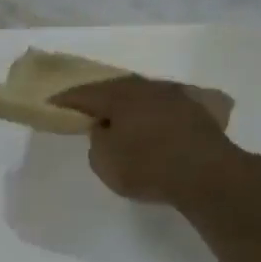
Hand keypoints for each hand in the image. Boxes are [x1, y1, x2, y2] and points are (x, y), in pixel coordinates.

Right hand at [51, 75, 238, 207]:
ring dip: (129, 102)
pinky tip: (152, 121)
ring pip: (143, 94)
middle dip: (100, 96)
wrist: (208, 174)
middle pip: (116, 88)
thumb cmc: (147, 167)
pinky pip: (165, 105)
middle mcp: (147, 88)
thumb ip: (98, 140)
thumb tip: (105, 127)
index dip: (66, 99)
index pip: (85, 94)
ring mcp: (176, 96)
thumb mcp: (105, 161)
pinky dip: (153, 112)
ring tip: (120, 115)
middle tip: (86, 106)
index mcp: (119, 96)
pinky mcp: (197, 110)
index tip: (52, 103)